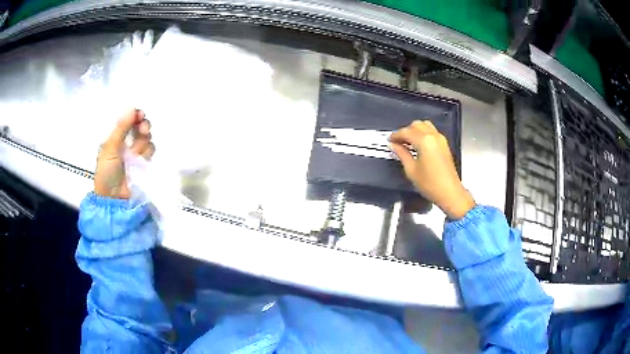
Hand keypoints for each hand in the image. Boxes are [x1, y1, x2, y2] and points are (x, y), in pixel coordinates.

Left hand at [94, 109, 154, 198]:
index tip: (139, 114)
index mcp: (115, 137)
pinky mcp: (144, 164)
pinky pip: (150, 151)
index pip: (128, 120)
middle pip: (140, 126)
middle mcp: (126, 143)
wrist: (114, 199)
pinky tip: (141, 160)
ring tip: (136, 153)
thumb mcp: (110, 148)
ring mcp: (136, 154)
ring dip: (143, 143)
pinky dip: (147, 153)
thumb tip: (132, 107)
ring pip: (147, 139)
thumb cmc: (106, 173)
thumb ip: (121, 128)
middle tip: (143, 129)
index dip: (135, 115)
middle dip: (143, 125)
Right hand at [389, 120, 474, 218]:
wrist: (450, 192)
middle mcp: (433, 135)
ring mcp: (440, 139)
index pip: (406, 132)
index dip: (396, 135)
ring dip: (415, 130)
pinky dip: (423, 133)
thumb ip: (402, 154)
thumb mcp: (411, 170)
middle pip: (416, 125)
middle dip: (405, 131)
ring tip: (408, 142)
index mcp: (424, 141)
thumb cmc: (429, 183)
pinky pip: (432, 131)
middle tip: (398, 142)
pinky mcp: (444, 144)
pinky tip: (418, 145)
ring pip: (425, 126)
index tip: (389, 141)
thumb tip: (393, 145)